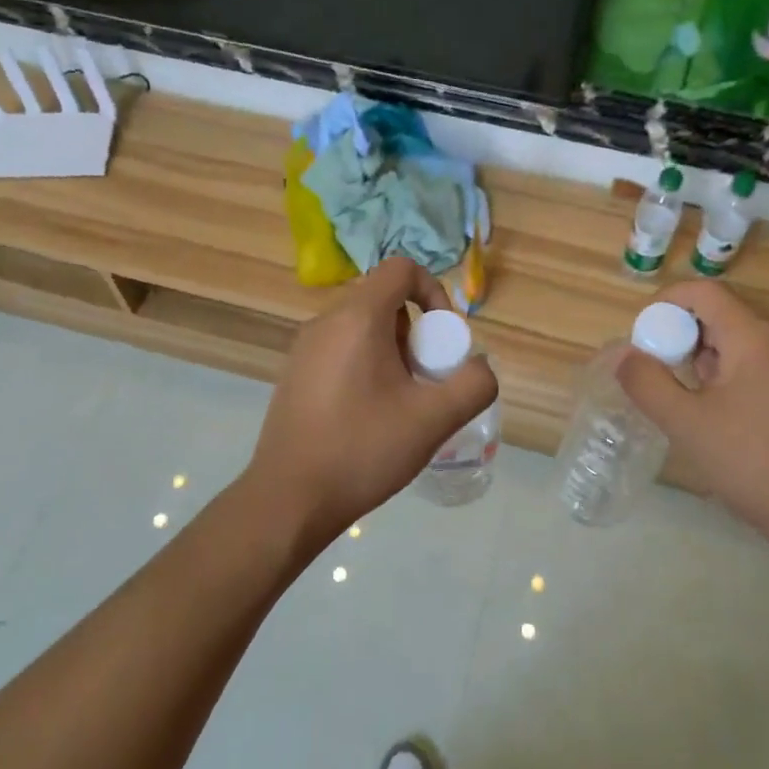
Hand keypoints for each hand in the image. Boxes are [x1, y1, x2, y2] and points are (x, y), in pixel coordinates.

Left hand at [246, 257, 498, 550]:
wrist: (289, 499)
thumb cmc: (363, 450)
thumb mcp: (433, 419)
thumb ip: (473, 384)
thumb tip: (479, 366)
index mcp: (357, 318)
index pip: (401, 268)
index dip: (433, 292)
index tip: (443, 339)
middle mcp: (325, 322)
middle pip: (384, 302)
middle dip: (416, 334)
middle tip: (425, 381)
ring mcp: (304, 349)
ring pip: (362, 329)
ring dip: (393, 353)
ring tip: (400, 404)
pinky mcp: (294, 375)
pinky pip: (341, 351)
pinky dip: (366, 367)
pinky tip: (369, 417)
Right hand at [616, 278, 768, 546]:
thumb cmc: (752, 463)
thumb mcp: (686, 424)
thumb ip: (646, 382)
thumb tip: (624, 354)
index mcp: (757, 336)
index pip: (705, 291)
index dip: (667, 302)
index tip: (645, 334)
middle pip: (726, 310)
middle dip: (688, 332)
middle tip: (667, 370)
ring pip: (747, 333)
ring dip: (713, 351)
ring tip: (697, 395)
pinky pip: (768, 354)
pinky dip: (739, 365)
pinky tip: (732, 409)